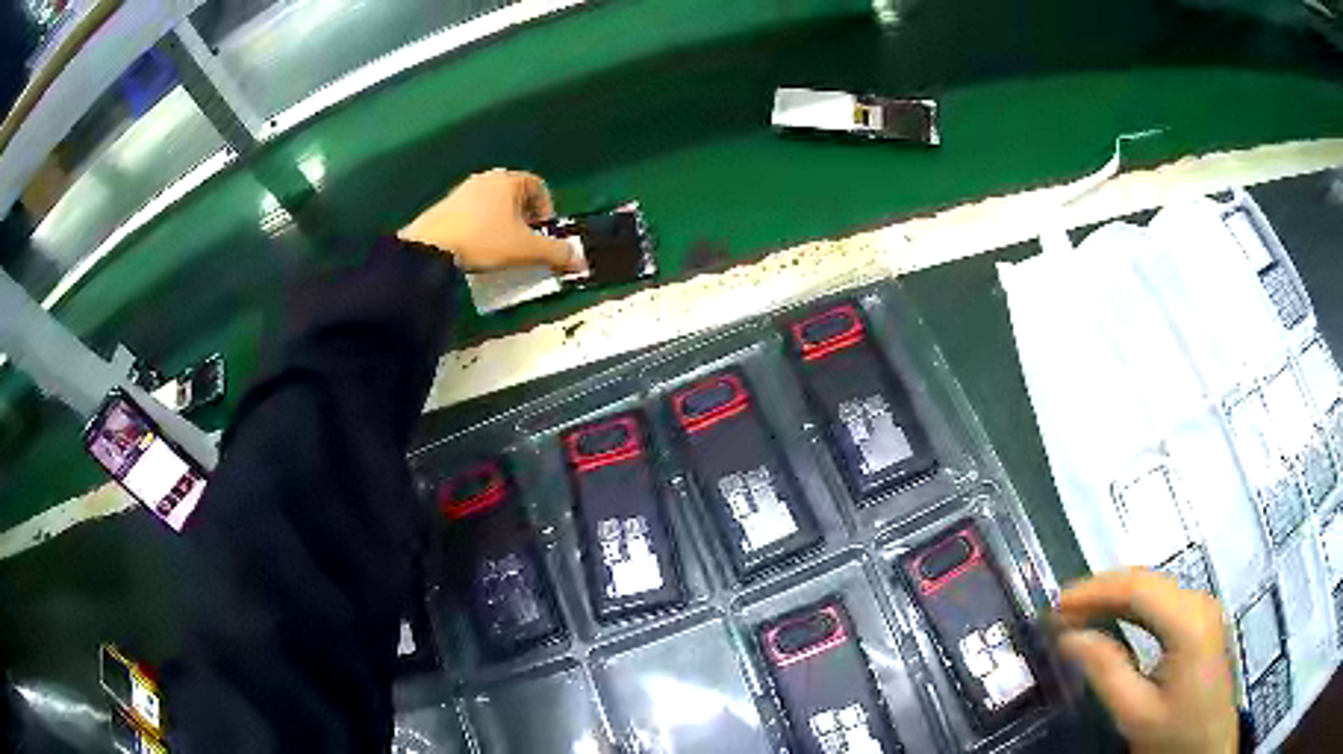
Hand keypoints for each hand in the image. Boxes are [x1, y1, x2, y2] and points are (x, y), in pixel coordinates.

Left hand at [399, 169, 584, 273]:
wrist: (430, 247)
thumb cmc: (484, 241)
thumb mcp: (525, 250)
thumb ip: (556, 253)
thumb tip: (580, 260)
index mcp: (508, 181)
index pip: (537, 185)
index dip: (546, 207)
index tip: (543, 231)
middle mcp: (486, 179)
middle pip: (513, 192)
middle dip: (523, 215)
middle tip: (524, 239)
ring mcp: (462, 191)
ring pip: (491, 202)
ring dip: (500, 220)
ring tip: (499, 245)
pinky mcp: (443, 206)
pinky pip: (471, 211)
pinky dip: (479, 225)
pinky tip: (475, 247)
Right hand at [1056, 569, 1237, 753]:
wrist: (1208, 749)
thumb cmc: (1175, 736)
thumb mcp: (1136, 713)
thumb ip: (1105, 671)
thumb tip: (1070, 638)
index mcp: (1189, 621)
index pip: (1137, 587)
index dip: (1094, 591)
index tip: (1056, 606)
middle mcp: (1200, 603)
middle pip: (1147, 581)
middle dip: (1102, 591)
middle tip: (1061, 611)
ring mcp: (1204, 610)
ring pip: (1154, 588)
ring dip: (1115, 598)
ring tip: (1079, 615)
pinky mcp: (1202, 623)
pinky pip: (1162, 603)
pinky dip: (1132, 608)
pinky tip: (1113, 620)